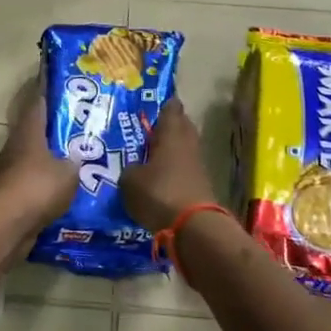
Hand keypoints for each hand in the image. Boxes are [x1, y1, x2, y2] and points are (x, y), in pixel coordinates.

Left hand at [0, 81, 79, 231]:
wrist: (6, 225)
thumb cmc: (38, 187)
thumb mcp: (68, 173)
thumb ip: (73, 163)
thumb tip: (74, 160)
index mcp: (27, 134)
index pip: (36, 106)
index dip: (45, 95)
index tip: (54, 87)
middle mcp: (12, 150)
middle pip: (31, 136)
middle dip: (49, 136)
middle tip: (72, 137)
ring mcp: (4, 175)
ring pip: (28, 164)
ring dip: (44, 166)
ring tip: (68, 171)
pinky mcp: (3, 198)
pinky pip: (26, 189)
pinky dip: (39, 191)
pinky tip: (56, 198)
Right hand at [119, 98, 219, 233]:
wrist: (193, 226)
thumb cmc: (159, 192)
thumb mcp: (130, 180)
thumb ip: (130, 168)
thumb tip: (135, 168)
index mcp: (171, 133)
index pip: (171, 109)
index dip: (163, 105)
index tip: (154, 104)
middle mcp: (188, 144)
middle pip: (181, 127)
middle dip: (168, 127)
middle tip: (149, 130)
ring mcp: (198, 165)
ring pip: (183, 149)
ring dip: (170, 150)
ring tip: (149, 156)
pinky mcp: (200, 185)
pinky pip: (184, 170)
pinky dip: (173, 170)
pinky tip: (159, 179)